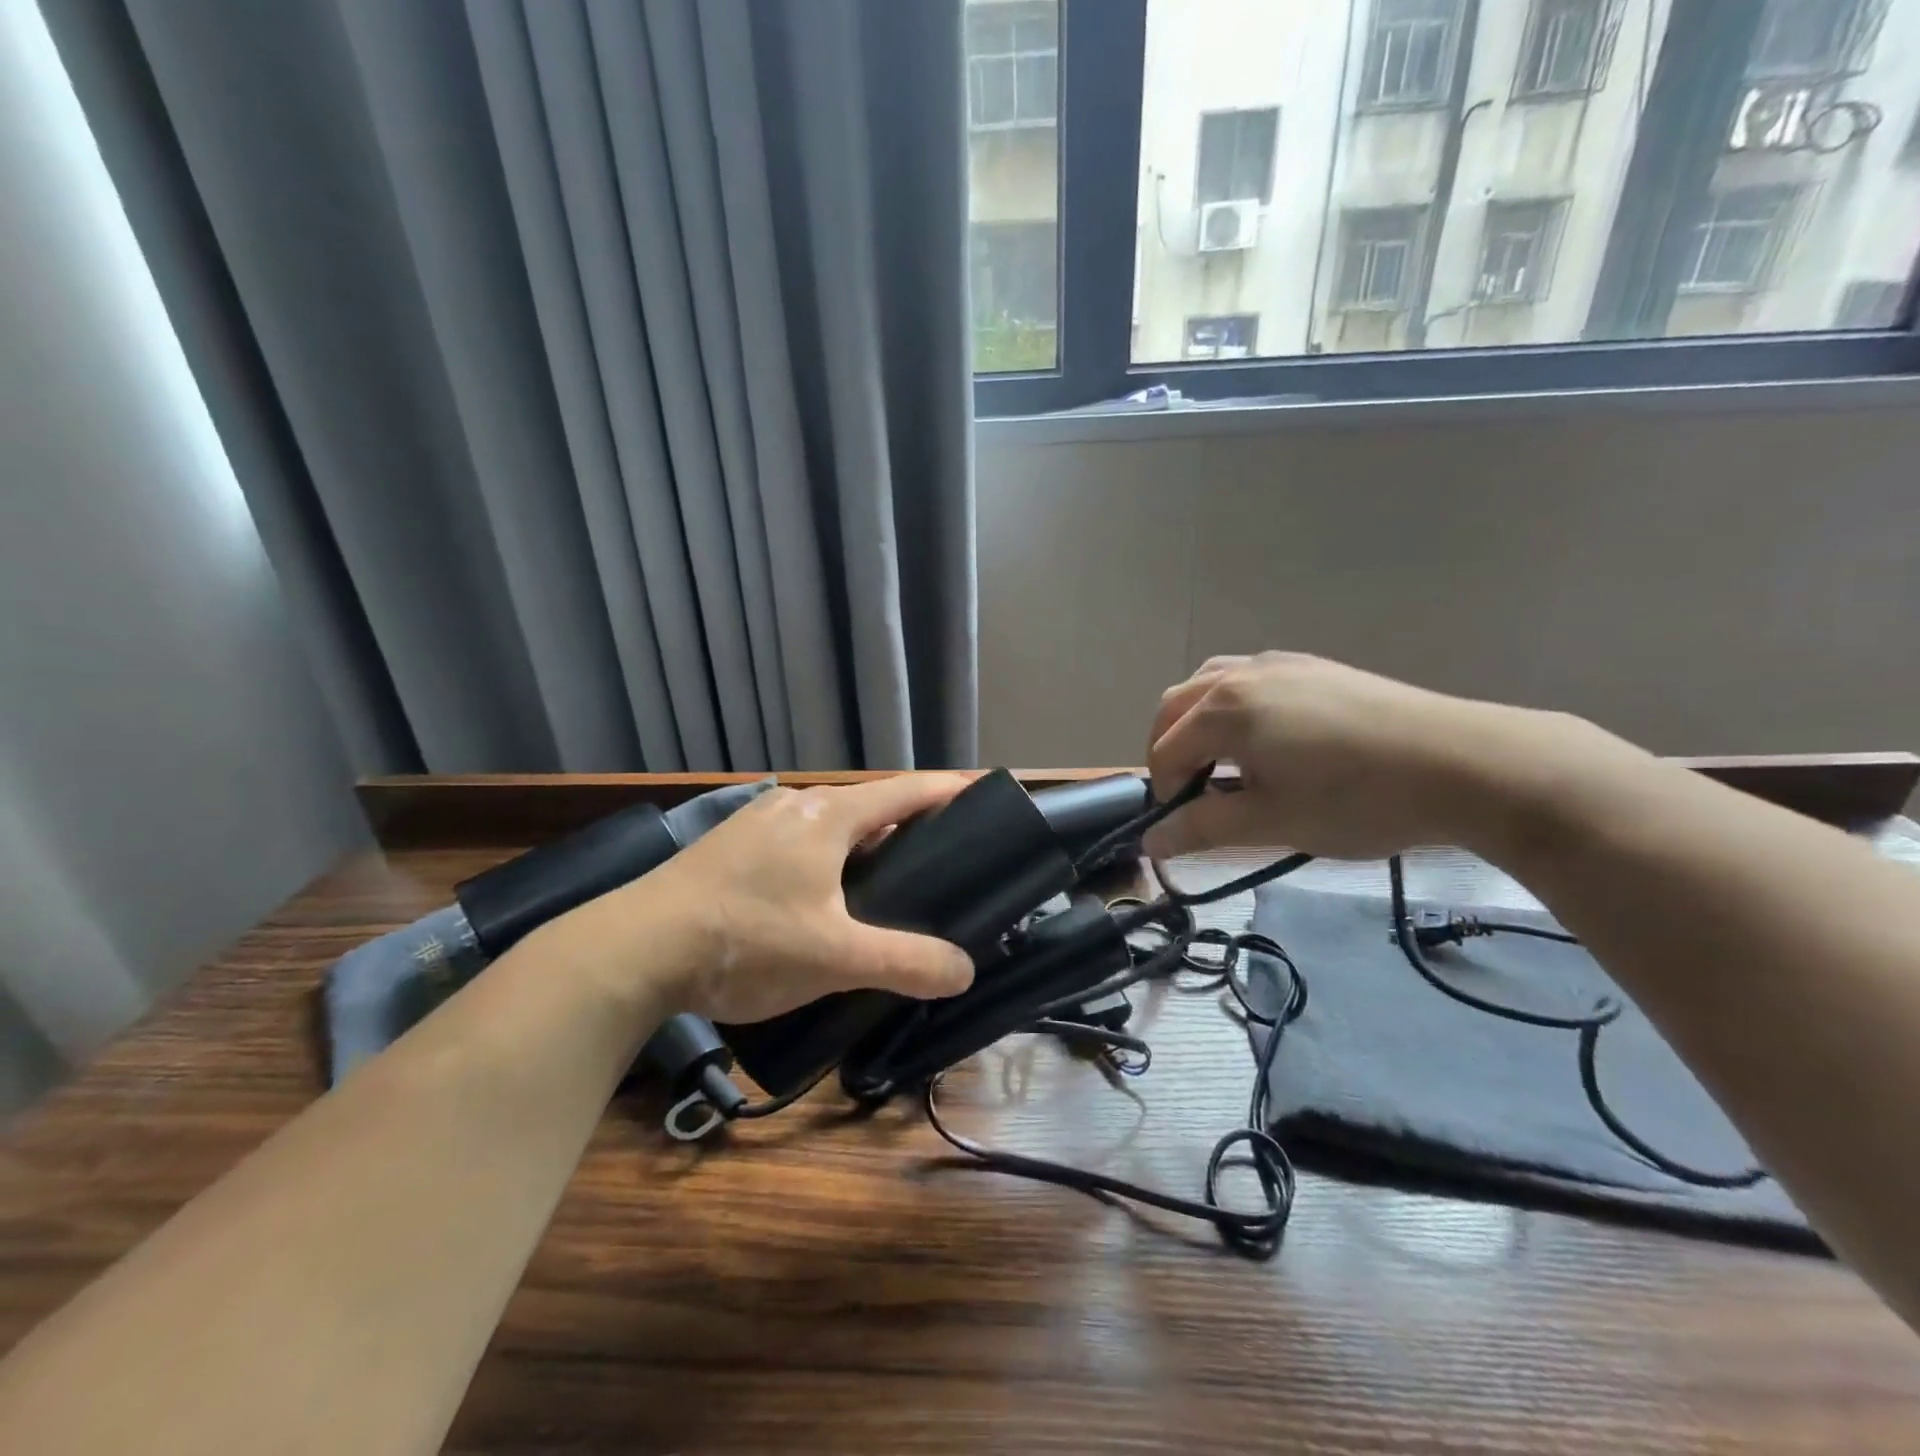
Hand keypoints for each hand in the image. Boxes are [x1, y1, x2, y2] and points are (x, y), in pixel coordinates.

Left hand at [577, 775, 976, 1025]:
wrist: (632, 950)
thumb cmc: (745, 941)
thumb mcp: (835, 959)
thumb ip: (906, 962)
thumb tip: (964, 970)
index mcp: (829, 815)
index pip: (908, 791)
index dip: (951, 789)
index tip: (985, 791)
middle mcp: (796, 804)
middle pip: (870, 807)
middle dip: (908, 827)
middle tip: (940, 862)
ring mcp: (757, 822)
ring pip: (830, 826)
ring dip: (863, 847)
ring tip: (884, 887)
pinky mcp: (730, 846)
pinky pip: (797, 842)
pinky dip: (825, 860)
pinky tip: (820, 899)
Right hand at [1143, 652, 1580, 860]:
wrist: (1463, 764)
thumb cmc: (1355, 800)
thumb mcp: (1270, 822)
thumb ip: (1201, 828)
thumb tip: (1150, 843)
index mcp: (1223, 709)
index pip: (1165, 750)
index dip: (1164, 792)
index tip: (1183, 827)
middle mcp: (1241, 673)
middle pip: (1176, 707)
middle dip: (1171, 751)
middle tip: (1192, 795)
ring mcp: (1280, 663)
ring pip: (1211, 685)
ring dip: (1198, 723)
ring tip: (1224, 763)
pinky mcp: (1314, 666)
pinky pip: (1249, 679)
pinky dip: (1234, 707)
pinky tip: (1267, 741)